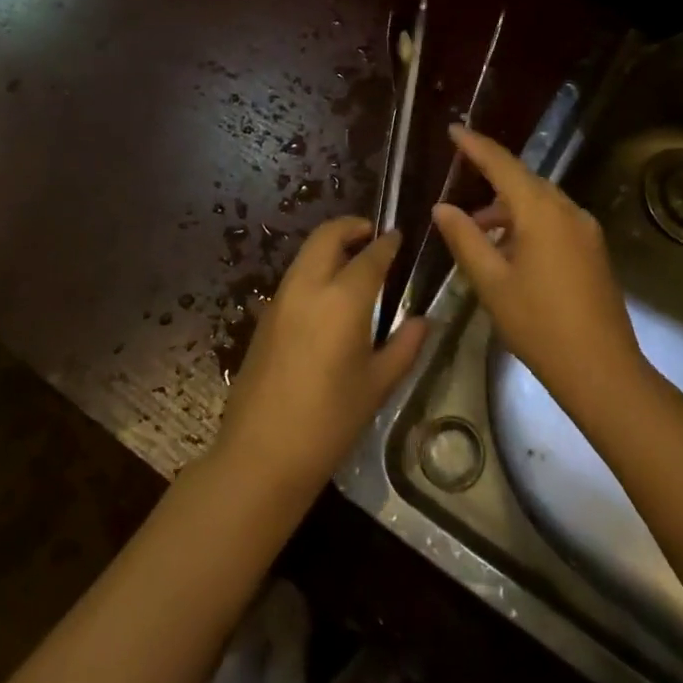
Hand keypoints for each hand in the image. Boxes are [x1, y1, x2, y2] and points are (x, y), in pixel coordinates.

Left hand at [213, 216, 428, 500]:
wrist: (261, 455)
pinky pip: (294, 276)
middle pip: (327, 236)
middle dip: (351, 227)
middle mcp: (308, 287)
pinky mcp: (265, 316)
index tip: (398, 237)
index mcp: (342, 299)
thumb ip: (404, 346)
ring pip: (306, 253)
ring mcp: (281, 299)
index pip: (370, 256)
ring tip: (353, 261)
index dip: (387, 243)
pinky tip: (328, 294)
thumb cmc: (329, 422)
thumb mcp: (377, 385)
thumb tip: (422, 321)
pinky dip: (314, 268)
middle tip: (372, 235)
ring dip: (330, 245)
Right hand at [432, 125, 645, 421]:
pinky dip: (527, 224)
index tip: (454, 129)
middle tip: (459, 188)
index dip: (476, 146)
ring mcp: (585, 230)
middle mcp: (568, 210)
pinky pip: (554, 221)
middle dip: (490, 181)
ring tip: (478, 232)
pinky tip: (509, 250)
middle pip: (524, 181)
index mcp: (541, 211)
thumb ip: (465, 239)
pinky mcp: (593, 250)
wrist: (602, 370)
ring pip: (539, 202)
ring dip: (508, 209)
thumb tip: (442, 208)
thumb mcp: (492, 283)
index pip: (503, 165)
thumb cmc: (539, 325)